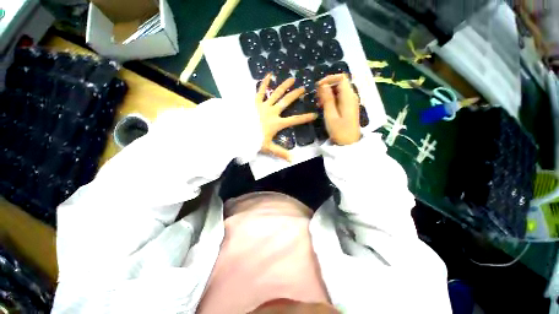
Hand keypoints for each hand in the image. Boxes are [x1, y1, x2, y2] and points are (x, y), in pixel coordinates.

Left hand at [257, 73, 317, 160]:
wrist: (237, 132)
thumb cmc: (253, 139)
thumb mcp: (268, 147)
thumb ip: (281, 153)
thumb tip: (293, 160)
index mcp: (277, 123)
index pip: (294, 120)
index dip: (305, 118)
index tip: (314, 114)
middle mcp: (273, 112)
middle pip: (286, 102)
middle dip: (296, 95)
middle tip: (304, 89)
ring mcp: (264, 105)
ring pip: (276, 94)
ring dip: (284, 86)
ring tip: (292, 79)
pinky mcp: (255, 102)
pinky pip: (260, 91)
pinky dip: (264, 83)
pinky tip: (269, 74)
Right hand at [317, 74, 360, 145]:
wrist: (349, 143)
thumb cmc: (339, 131)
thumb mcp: (330, 115)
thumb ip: (328, 99)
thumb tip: (323, 85)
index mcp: (348, 97)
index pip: (341, 78)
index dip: (329, 79)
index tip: (318, 87)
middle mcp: (351, 96)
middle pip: (339, 83)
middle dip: (327, 87)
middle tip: (317, 98)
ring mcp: (351, 102)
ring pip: (339, 91)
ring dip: (328, 94)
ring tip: (319, 104)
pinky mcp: (348, 107)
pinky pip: (339, 98)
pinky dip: (331, 99)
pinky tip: (324, 107)